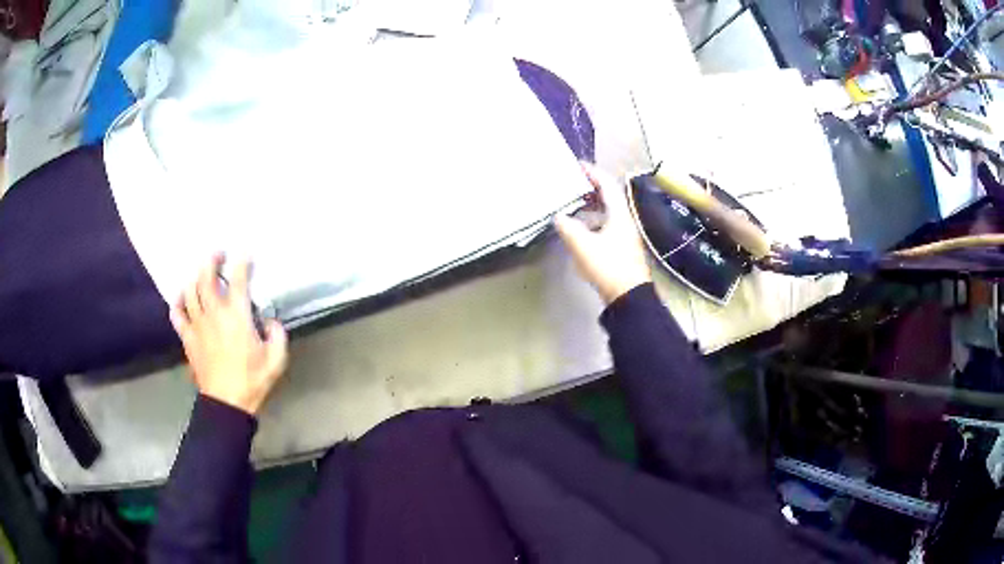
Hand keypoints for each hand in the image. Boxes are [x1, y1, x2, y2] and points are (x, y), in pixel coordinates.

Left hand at [170, 255, 287, 414]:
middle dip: (211, 261)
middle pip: (206, 277)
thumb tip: (271, 321)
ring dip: (195, 277)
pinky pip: (177, 313)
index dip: (242, 263)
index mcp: (237, 316)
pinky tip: (181, 297)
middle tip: (218, 254)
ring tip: (201, 273)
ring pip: (190, 291)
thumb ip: (277, 335)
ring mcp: (197, 324)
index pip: (238, 280)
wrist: (227, 403)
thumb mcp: (276, 360)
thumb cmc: (252, 381)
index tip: (245, 254)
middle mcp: (214, 313)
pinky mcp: (187, 337)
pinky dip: (177, 302)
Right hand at [555, 163, 651, 303]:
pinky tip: (581, 228)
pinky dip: (593, 220)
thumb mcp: (583, 245)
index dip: (592, 172)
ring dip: (591, 205)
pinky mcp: (621, 248)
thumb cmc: (608, 267)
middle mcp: (624, 220)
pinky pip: (606, 225)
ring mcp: (625, 235)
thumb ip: (567, 227)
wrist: (629, 297)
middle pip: (608, 197)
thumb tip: (558, 216)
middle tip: (572, 182)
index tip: (577, 165)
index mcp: (619, 214)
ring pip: (607, 212)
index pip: (607, 185)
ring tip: (573, 202)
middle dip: (590, 187)